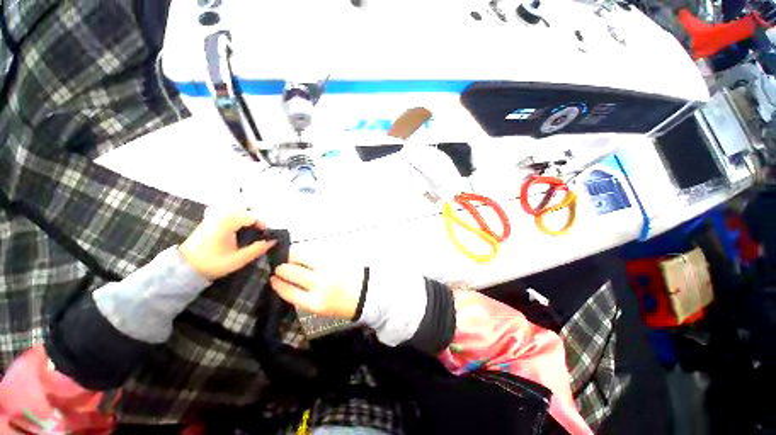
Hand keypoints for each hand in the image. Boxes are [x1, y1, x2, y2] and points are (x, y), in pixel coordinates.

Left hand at [179, 208, 275, 279]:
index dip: (262, 224)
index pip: (252, 216)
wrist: (184, 268)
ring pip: (235, 208)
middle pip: (244, 208)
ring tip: (249, 229)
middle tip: (258, 231)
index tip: (264, 234)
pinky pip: (227, 212)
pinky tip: (236, 228)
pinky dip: (236, 216)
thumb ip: (257, 249)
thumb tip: (273, 241)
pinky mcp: (209, 220)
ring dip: (245, 216)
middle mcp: (220, 216)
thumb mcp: (238, 259)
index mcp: (227, 224)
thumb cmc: (212, 263)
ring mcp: (213, 217)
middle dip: (254, 218)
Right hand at [270, 252, 364, 318]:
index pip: (288, 291)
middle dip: (281, 268)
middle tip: (279, 266)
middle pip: (291, 272)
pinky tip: (302, 253)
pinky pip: (314, 253)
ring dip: (291, 255)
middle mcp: (318, 285)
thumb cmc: (343, 304)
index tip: (272, 278)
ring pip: (301, 257)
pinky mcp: (334, 259)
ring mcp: (327, 269)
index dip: (277, 284)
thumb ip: (304, 297)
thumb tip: (288, 284)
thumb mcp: (321, 308)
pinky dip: (305, 253)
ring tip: (288, 255)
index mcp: (314, 303)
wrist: (366, 293)